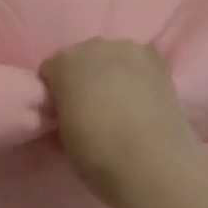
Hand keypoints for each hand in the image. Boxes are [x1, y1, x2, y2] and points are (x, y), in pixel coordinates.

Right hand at [41, 39, 200, 205]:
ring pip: (112, 55)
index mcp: (64, 64)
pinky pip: (138, 61)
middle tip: (92, 106)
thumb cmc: (98, 156)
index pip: (51, 69)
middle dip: (84, 76)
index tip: (62, 111)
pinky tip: (142, 97)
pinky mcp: (156, 58)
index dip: (56, 91)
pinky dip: (137, 75)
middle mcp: (93, 46)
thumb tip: (68, 110)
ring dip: (112, 71)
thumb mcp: (64, 138)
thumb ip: (63, 112)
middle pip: (82, 56)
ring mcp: (127, 48)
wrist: (152, 161)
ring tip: (121, 102)